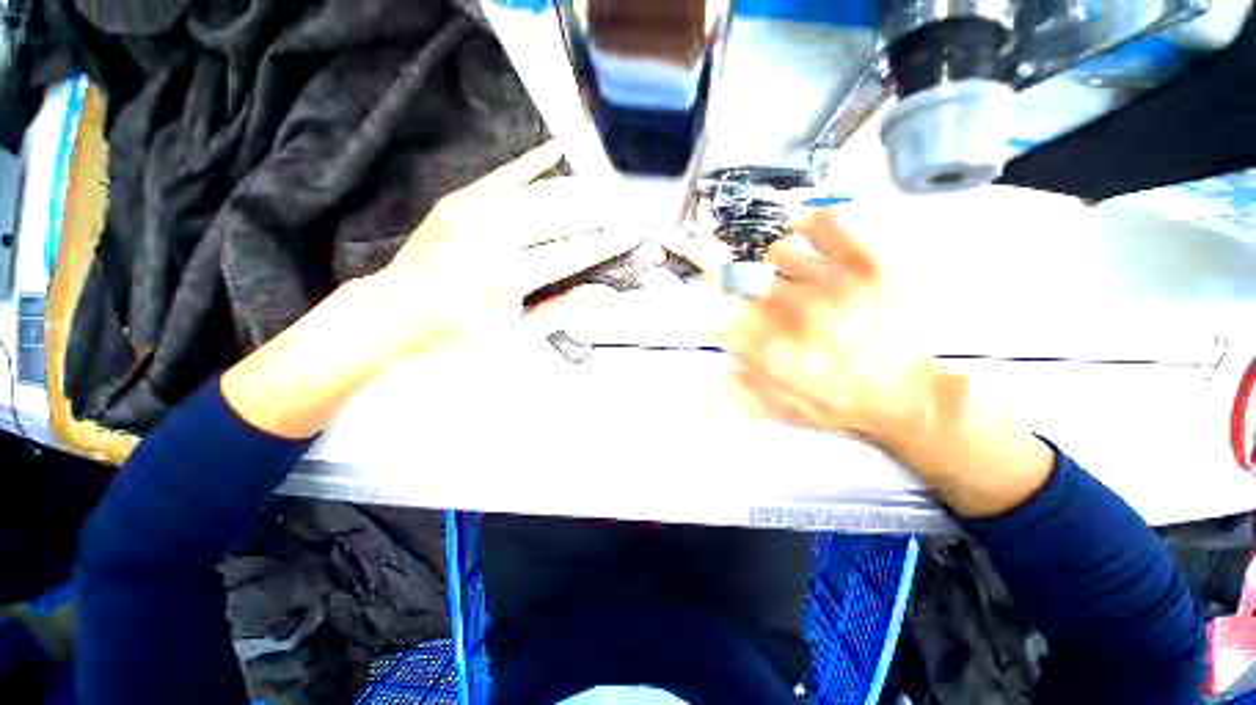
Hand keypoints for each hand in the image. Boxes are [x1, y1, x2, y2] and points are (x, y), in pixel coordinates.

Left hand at [372, 141, 641, 356]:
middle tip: (625, 206)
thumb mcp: (515, 335)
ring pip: (538, 192)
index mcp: (510, 276)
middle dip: (599, 210)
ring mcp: (474, 213)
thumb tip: (601, 293)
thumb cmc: (459, 336)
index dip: (607, 241)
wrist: (394, 316)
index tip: (634, 232)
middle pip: (560, 216)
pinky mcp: (459, 201)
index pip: (573, 252)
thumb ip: (561, 309)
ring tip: (603, 187)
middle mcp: (495, 237)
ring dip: (575, 188)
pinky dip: (531, 163)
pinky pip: (503, 176)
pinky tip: (555, 150)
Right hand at [716, 210, 1053, 516]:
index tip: (704, 299)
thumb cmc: (835, 405)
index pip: (713, 311)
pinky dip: (810, 224)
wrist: (907, 398)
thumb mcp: (775, 408)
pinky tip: (808, 238)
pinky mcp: (868, 264)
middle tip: (761, 294)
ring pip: (778, 251)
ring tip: (792, 280)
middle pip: (741, 275)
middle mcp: (794, 313)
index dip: (701, 300)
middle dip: (738, 283)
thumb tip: (697, 362)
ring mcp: (832, 283)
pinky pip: (826, 222)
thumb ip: (732, 386)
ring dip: (775, 266)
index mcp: (769, 348)